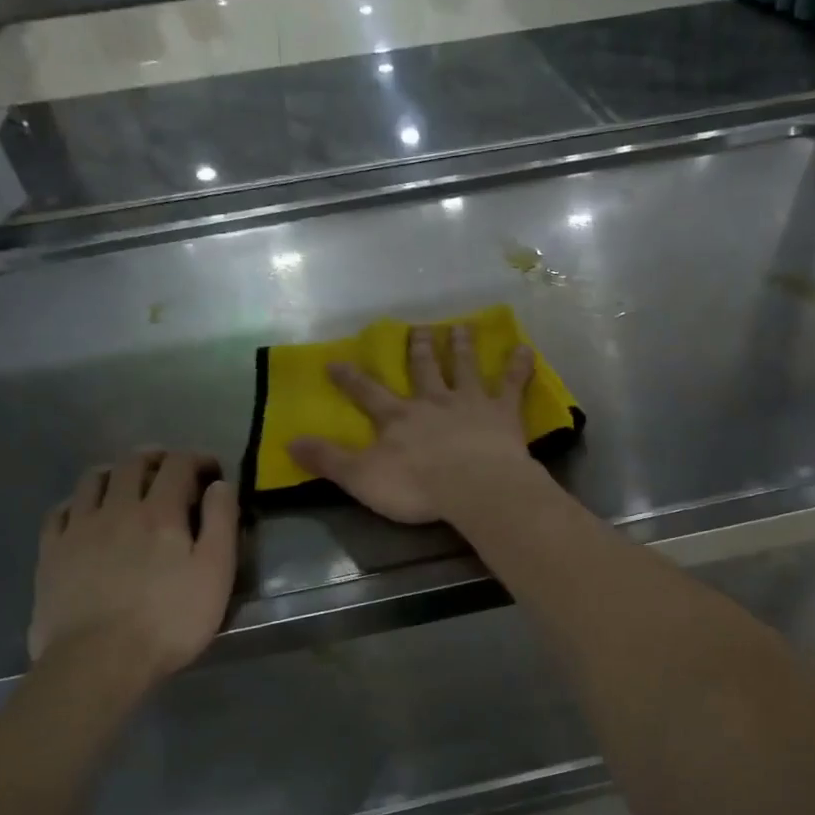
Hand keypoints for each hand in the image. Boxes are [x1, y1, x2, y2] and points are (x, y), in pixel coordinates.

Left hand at [28, 449, 237, 691]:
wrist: (98, 662)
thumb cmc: (170, 621)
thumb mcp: (216, 573)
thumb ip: (221, 522)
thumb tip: (220, 484)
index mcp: (161, 512)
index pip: (178, 465)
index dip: (198, 459)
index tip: (212, 471)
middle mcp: (117, 508)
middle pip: (132, 463)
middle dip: (156, 458)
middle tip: (172, 470)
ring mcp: (78, 528)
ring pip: (93, 479)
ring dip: (115, 472)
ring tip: (128, 484)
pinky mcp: (51, 553)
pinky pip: (61, 510)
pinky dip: (79, 501)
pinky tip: (87, 513)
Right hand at [290, 324, 538, 524]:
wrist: (473, 487)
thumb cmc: (416, 487)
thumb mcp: (361, 478)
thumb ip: (328, 460)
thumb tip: (289, 442)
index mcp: (398, 418)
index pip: (367, 393)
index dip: (350, 378)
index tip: (336, 361)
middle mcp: (432, 401)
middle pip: (423, 369)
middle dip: (418, 349)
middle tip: (419, 328)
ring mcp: (469, 403)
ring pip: (463, 367)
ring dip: (461, 347)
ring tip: (461, 327)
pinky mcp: (502, 413)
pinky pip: (512, 385)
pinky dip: (519, 367)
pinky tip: (525, 350)